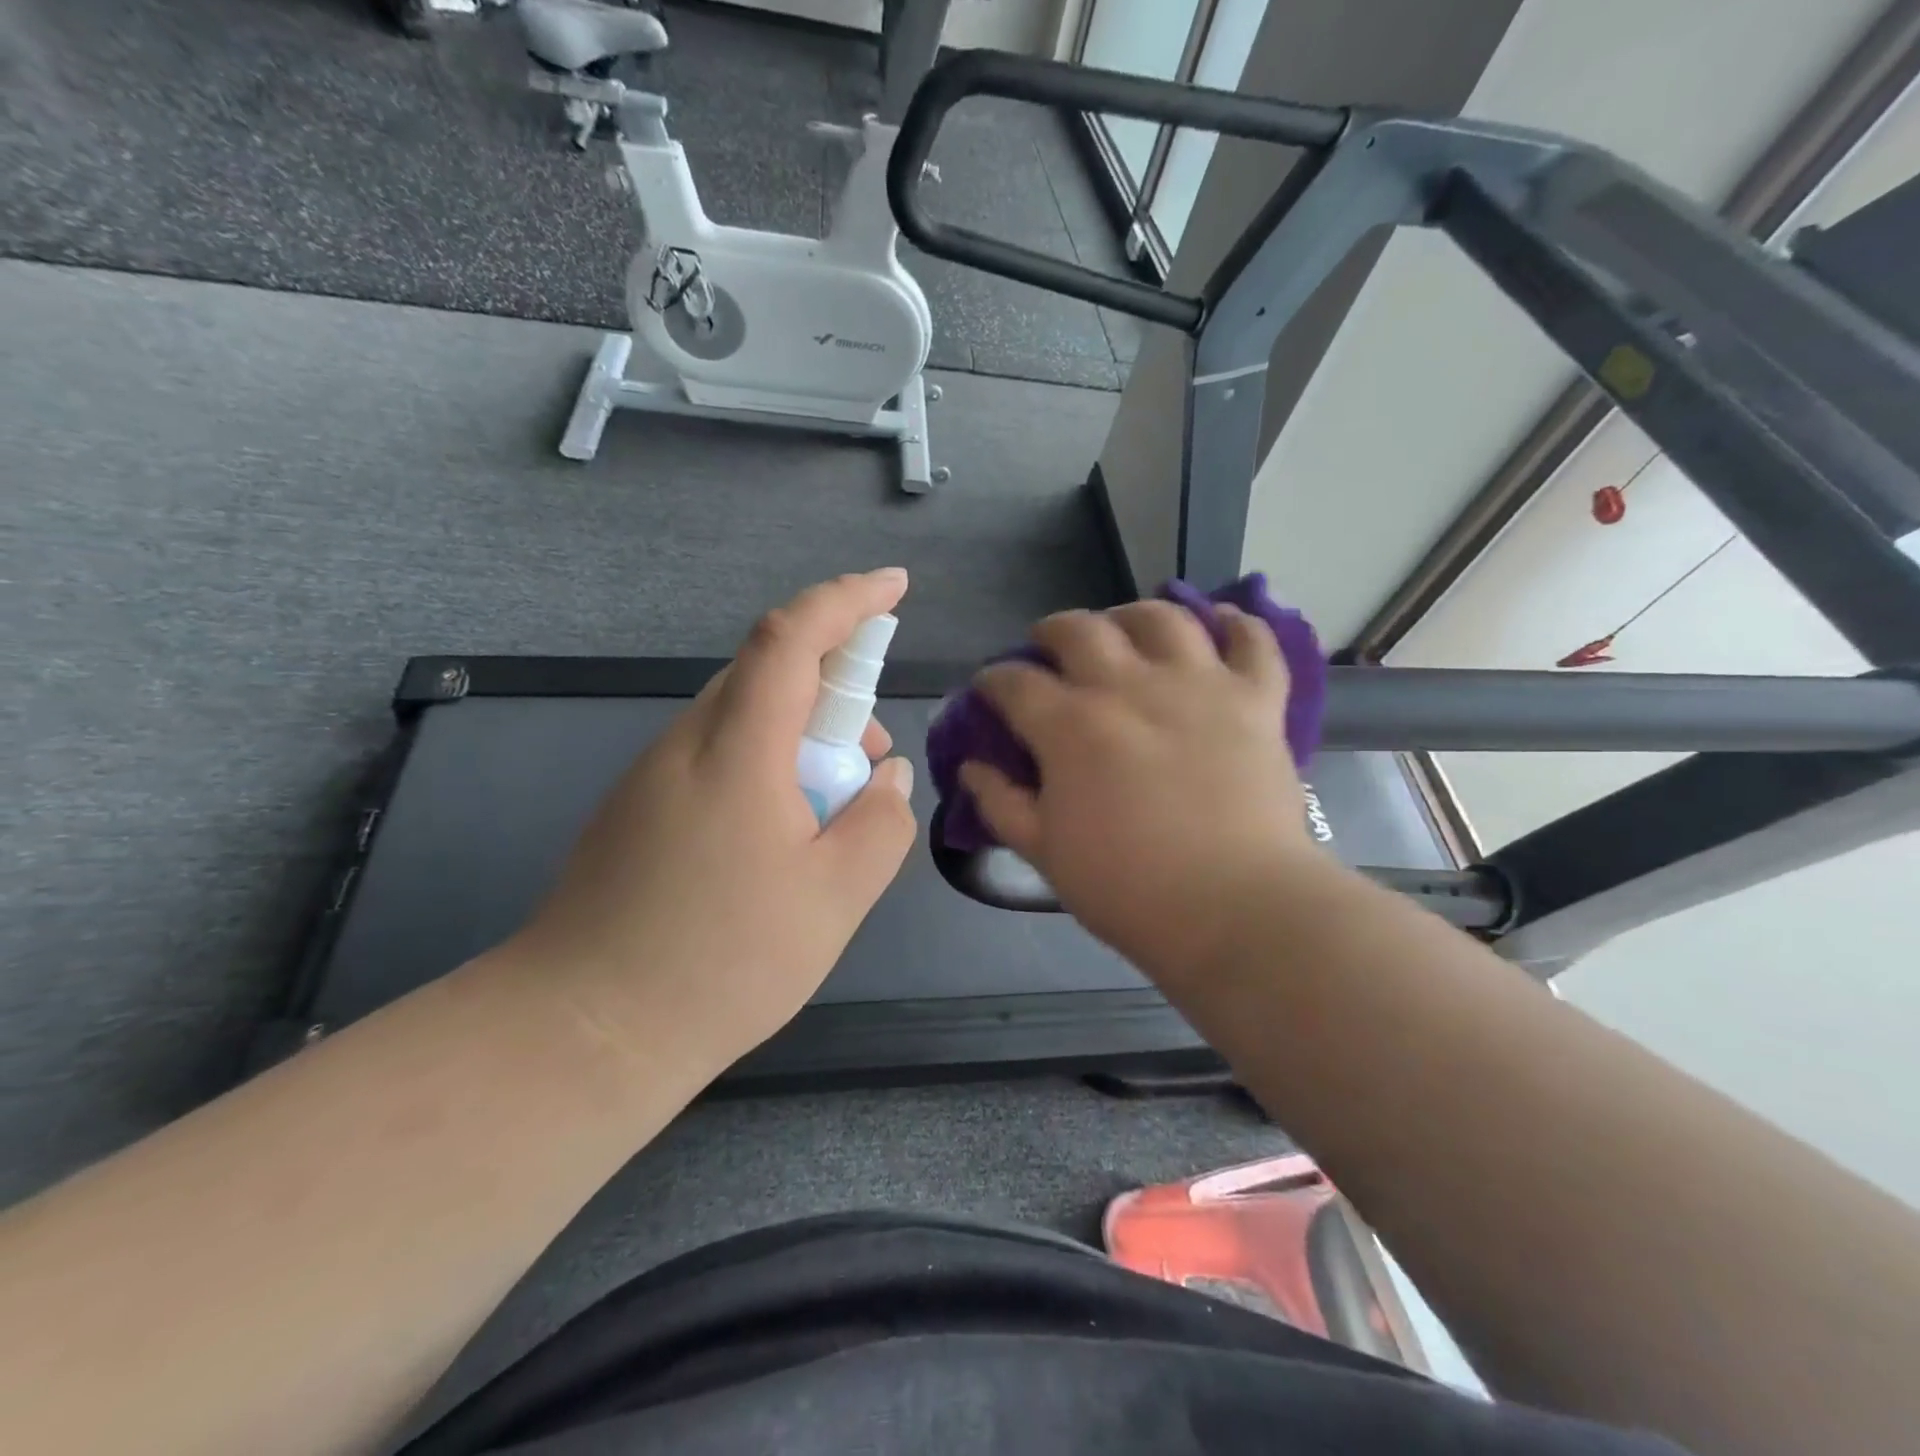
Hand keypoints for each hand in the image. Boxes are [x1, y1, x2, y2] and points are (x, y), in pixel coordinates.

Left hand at [509, 570, 917, 1072]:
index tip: (895, 587)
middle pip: (769, 673)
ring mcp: (654, 775)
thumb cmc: (720, 962)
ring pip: (744, 718)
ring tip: (833, 809)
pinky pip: (718, 756)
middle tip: (873, 755)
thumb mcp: (835, 899)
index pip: (792, 638)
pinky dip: (767, 766)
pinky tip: (780, 836)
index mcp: (737, 752)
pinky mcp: (639, 808)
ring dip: (802, 736)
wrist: (584, 1030)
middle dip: (836, 689)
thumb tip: (885, 776)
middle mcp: (688, 744)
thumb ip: (879, 824)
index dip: (847, 600)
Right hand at [961, 601, 1318, 979]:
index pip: (1014, 681)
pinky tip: (1220, 624)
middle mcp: (1129, 686)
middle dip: (1052, 631)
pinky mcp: (1256, 699)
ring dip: (1132, 615)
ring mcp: (1199, 685)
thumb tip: (971, 766)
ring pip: (1161, 617)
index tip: (991, 690)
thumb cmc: (1128, 889)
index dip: (993, 681)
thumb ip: (1001, 804)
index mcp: (1070, 725)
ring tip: (1126, 629)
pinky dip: (1237, 623)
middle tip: (1049, 648)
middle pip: (1080, 629)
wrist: (1235, 909)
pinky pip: (1252, 640)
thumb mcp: (1044, 853)